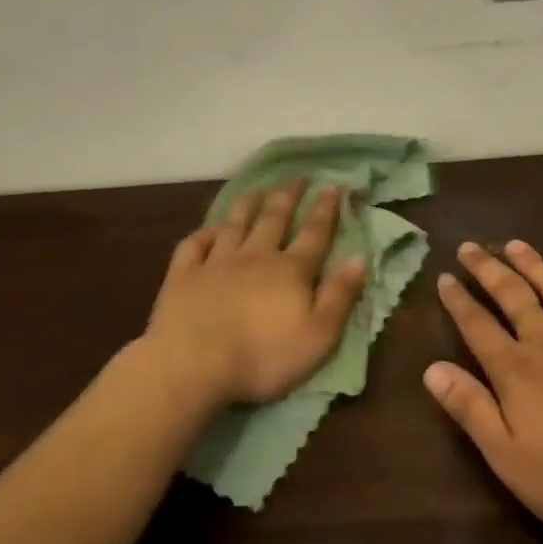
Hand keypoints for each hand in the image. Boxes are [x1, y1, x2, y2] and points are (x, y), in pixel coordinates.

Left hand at [144, 180, 366, 408]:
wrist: (193, 366)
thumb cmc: (263, 357)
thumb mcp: (319, 336)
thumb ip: (340, 296)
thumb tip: (359, 258)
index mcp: (290, 271)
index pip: (314, 233)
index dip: (326, 209)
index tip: (333, 185)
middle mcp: (255, 256)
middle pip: (274, 219)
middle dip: (287, 196)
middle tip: (297, 177)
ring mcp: (215, 263)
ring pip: (234, 224)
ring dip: (247, 204)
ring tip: (257, 188)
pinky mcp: (183, 276)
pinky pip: (193, 245)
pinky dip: (203, 234)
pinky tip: (208, 229)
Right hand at [425, 240, 542, 540]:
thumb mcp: (509, 457)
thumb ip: (470, 409)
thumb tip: (432, 368)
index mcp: (517, 370)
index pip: (478, 326)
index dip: (458, 300)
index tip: (444, 276)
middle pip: (514, 296)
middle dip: (488, 270)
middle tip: (470, 246)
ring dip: (533, 265)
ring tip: (515, 245)